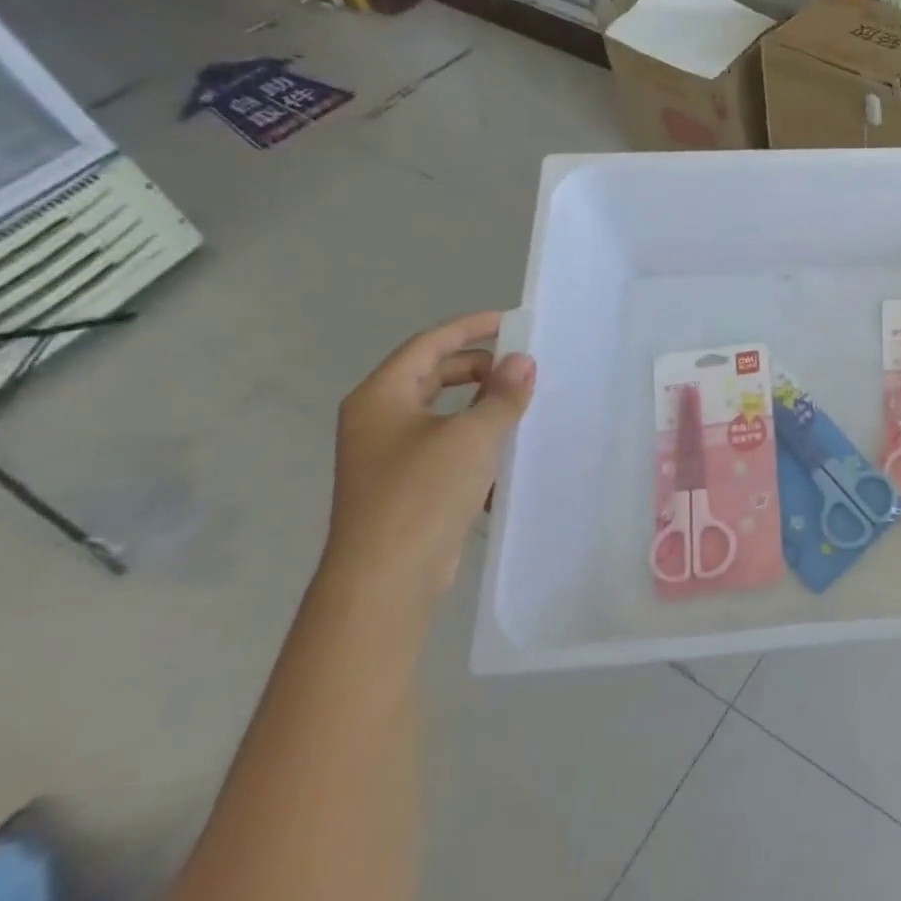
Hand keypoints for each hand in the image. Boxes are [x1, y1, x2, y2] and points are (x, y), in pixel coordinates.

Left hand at [324, 312, 535, 609]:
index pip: (428, 344)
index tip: (510, 322)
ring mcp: (389, 454)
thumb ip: (502, 395)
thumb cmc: (422, 493)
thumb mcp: (472, 436)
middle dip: (479, 367)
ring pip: (441, 411)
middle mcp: (378, 419)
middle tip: (522, 366)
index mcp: (381, 397)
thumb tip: (522, 362)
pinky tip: (507, 447)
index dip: (470, 328)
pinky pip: (445, 444)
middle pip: (433, 375)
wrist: (385, 578)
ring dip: (481, 403)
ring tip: (522, 402)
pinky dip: (474, 436)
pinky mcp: (406, 485)